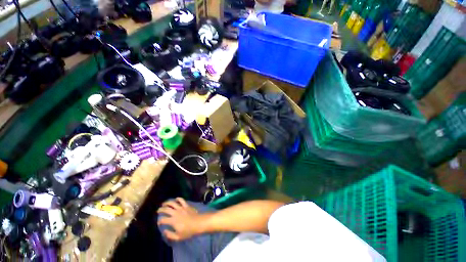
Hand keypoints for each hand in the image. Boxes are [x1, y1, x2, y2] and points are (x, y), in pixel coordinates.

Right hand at [157, 198, 202, 240]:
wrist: (198, 223)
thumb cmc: (188, 231)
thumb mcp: (178, 237)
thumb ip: (169, 235)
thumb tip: (164, 231)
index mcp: (173, 221)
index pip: (163, 219)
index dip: (159, 221)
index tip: (158, 222)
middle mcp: (175, 213)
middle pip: (166, 209)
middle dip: (161, 209)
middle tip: (158, 210)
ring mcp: (181, 208)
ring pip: (172, 203)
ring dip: (167, 202)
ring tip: (164, 203)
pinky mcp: (186, 205)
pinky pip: (181, 200)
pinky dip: (178, 198)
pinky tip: (176, 199)